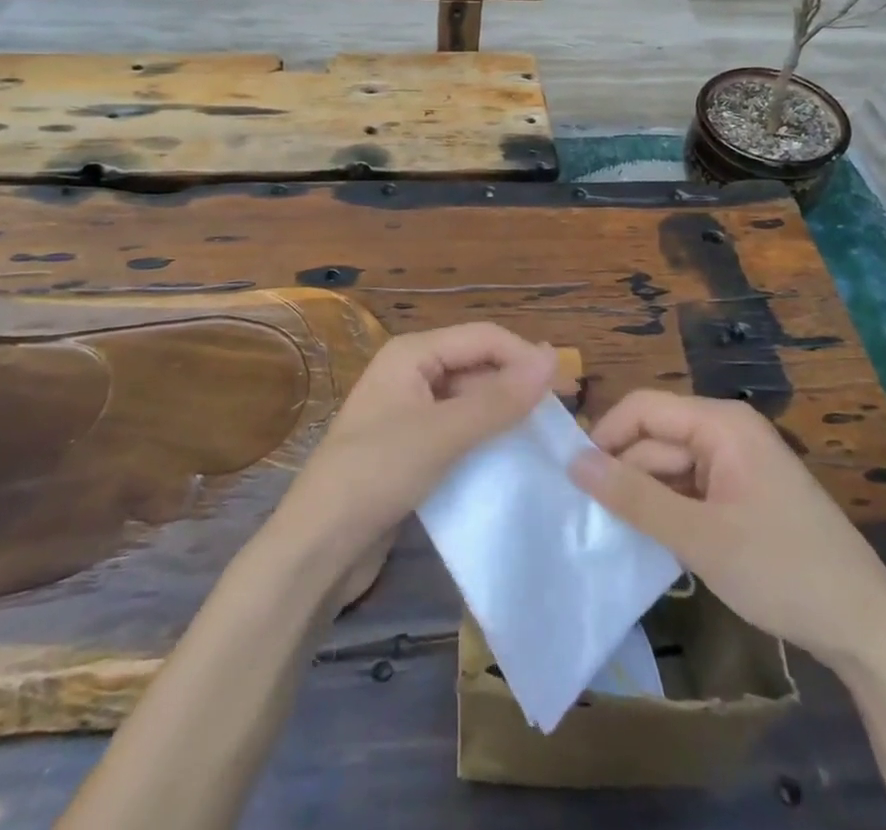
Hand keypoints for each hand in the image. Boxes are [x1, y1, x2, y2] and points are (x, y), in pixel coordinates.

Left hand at [279, 323, 556, 571]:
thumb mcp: (443, 434)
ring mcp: (410, 410)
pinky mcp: (412, 445)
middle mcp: (411, 372)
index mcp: (412, 353)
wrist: (317, 547)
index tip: (568, 389)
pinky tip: (514, 457)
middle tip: (564, 414)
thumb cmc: (377, 474)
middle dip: (518, 383)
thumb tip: (551, 358)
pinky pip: (460, 429)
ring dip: (506, 412)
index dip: (525, 357)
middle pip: (477, 364)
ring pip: (471, 398)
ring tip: (547, 436)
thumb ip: (499, 399)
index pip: (483, 337)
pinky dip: (487, 436)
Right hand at [570, 391, 885, 668]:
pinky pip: (690, 491)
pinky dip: (669, 512)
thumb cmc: (783, 570)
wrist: (868, 630)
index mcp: (721, 424)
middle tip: (587, 518)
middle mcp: (727, 433)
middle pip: (656, 439)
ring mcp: (737, 465)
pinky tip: (652, 543)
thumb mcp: (700, 536)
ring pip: (670, 468)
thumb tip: (574, 462)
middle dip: (624, 474)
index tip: (573, 477)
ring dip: (644, 497)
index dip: (605, 435)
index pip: (644, 408)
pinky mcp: (743, 496)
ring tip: (613, 534)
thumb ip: (635, 497)